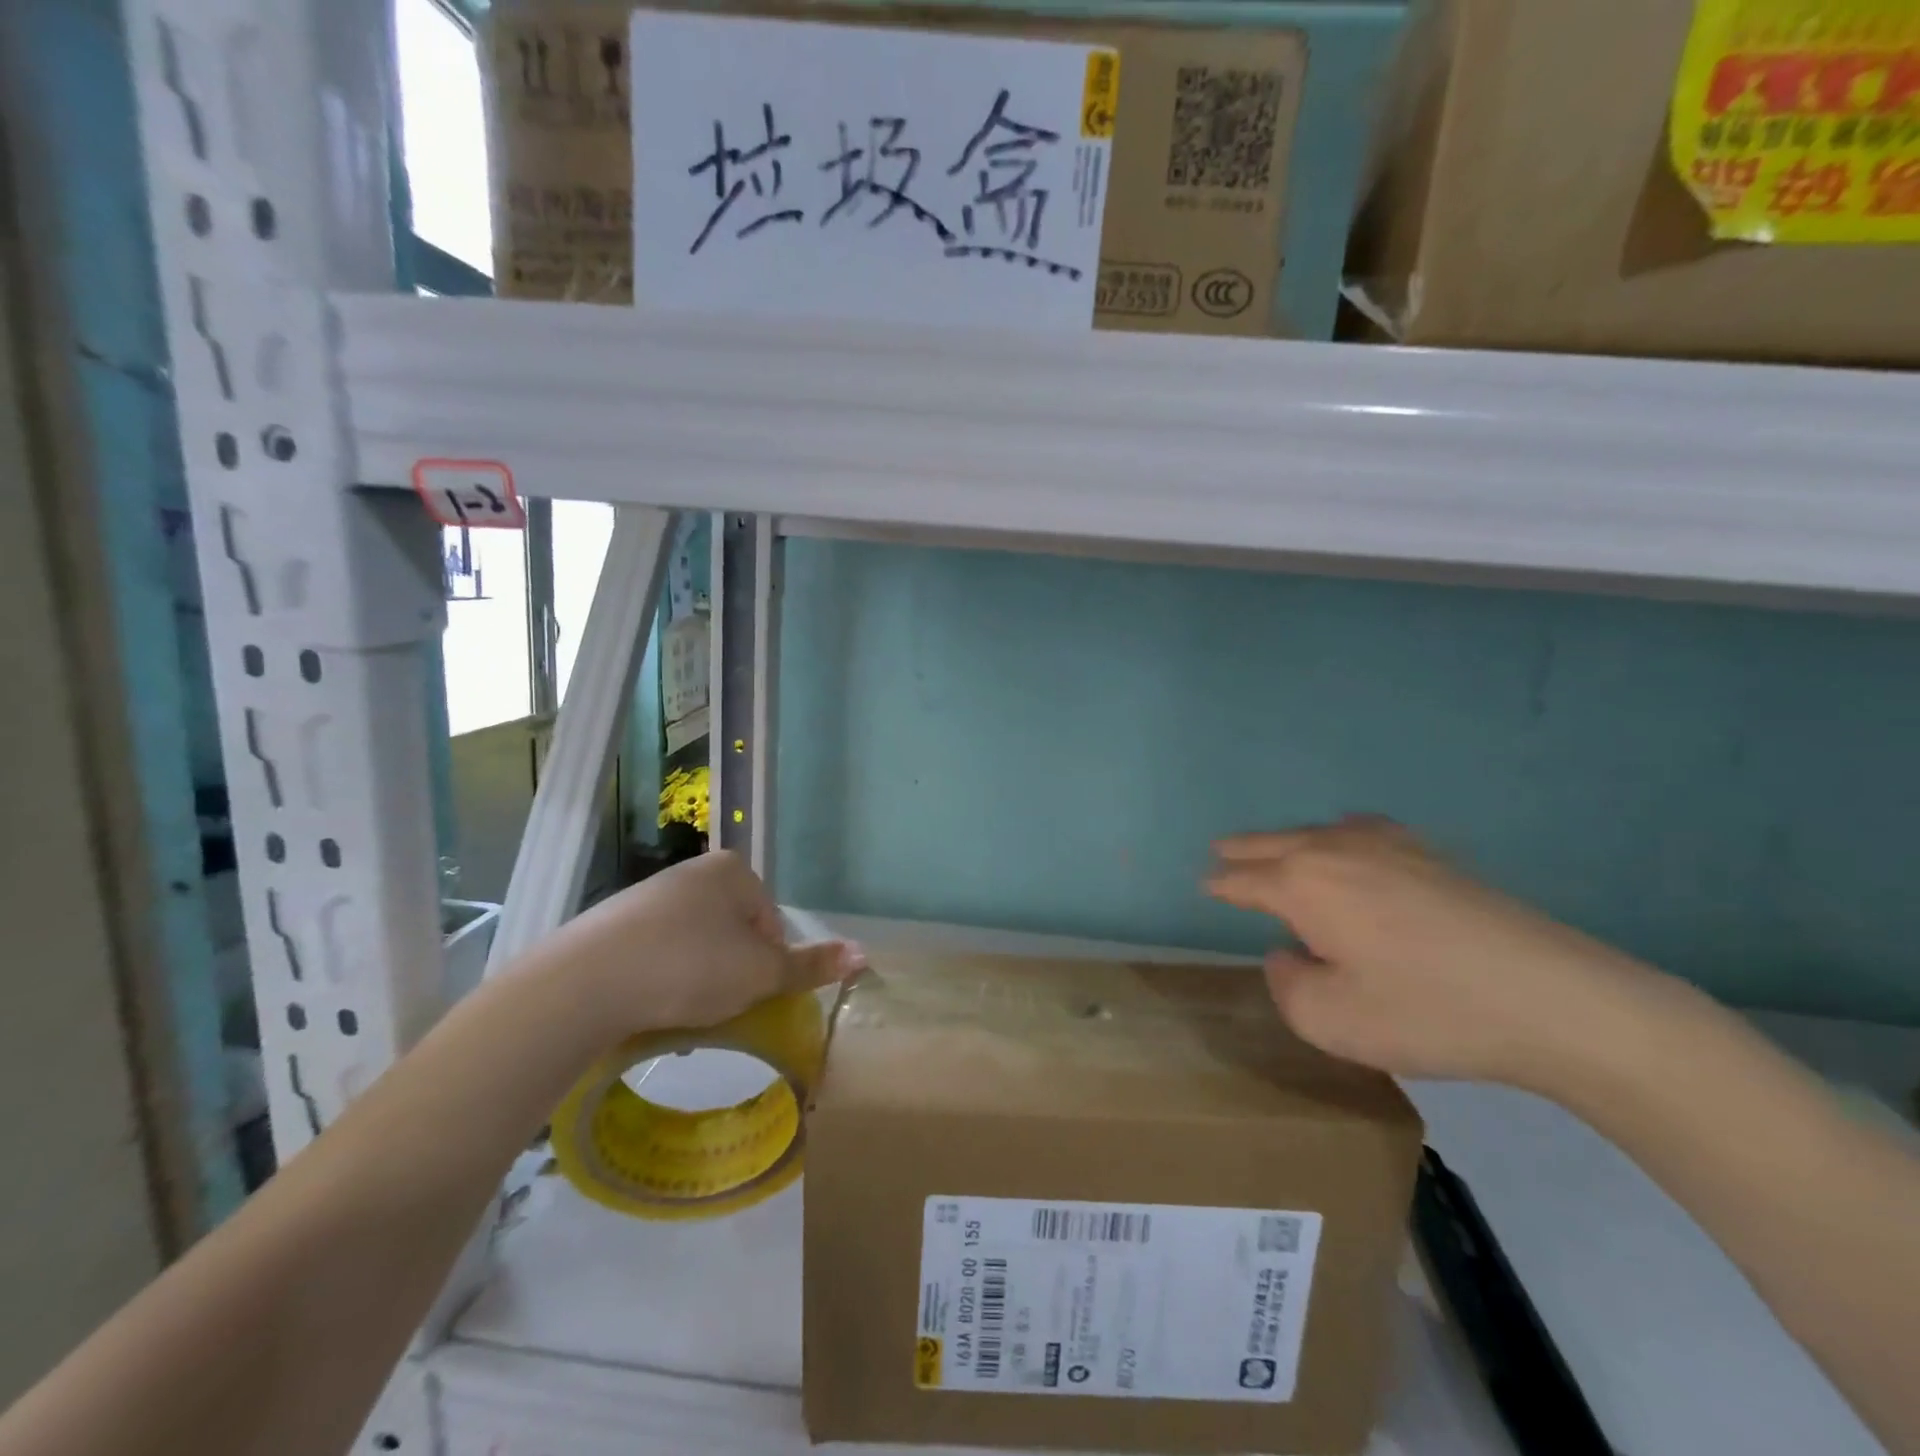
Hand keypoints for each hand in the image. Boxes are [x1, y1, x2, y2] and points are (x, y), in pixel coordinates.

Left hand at [523, 851, 863, 1039]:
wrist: (586, 982)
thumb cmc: (691, 966)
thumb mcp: (761, 973)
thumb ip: (811, 965)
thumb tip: (865, 954)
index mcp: (733, 871)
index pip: (771, 922)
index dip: (768, 964)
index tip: (749, 995)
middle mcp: (692, 873)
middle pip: (732, 933)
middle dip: (731, 972)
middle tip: (718, 1009)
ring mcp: (647, 896)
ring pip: (693, 946)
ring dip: (697, 980)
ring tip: (682, 1014)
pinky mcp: (611, 925)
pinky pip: (655, 955)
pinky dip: (660, 981)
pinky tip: (650, 1008)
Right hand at [1205, 817, 1664, 1087]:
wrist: (1555, 1000)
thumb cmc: (1427, 1011)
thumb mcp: (1331, 1020)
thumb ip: (1287, 985)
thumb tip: (1288, 955)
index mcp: (1303, 884)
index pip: (1245, 880)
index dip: (1222, 885)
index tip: (1205, 886)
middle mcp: (1336, 851)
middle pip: (1275, 844)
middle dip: (1244, 850)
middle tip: (1220, 852)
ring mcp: (1389, 848)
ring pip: (1318, 833)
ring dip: (1287, 840)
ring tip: (1272, 847)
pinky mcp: (1433, 857)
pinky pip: (1366, 831)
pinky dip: (1342, 832)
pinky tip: (1351, 835)